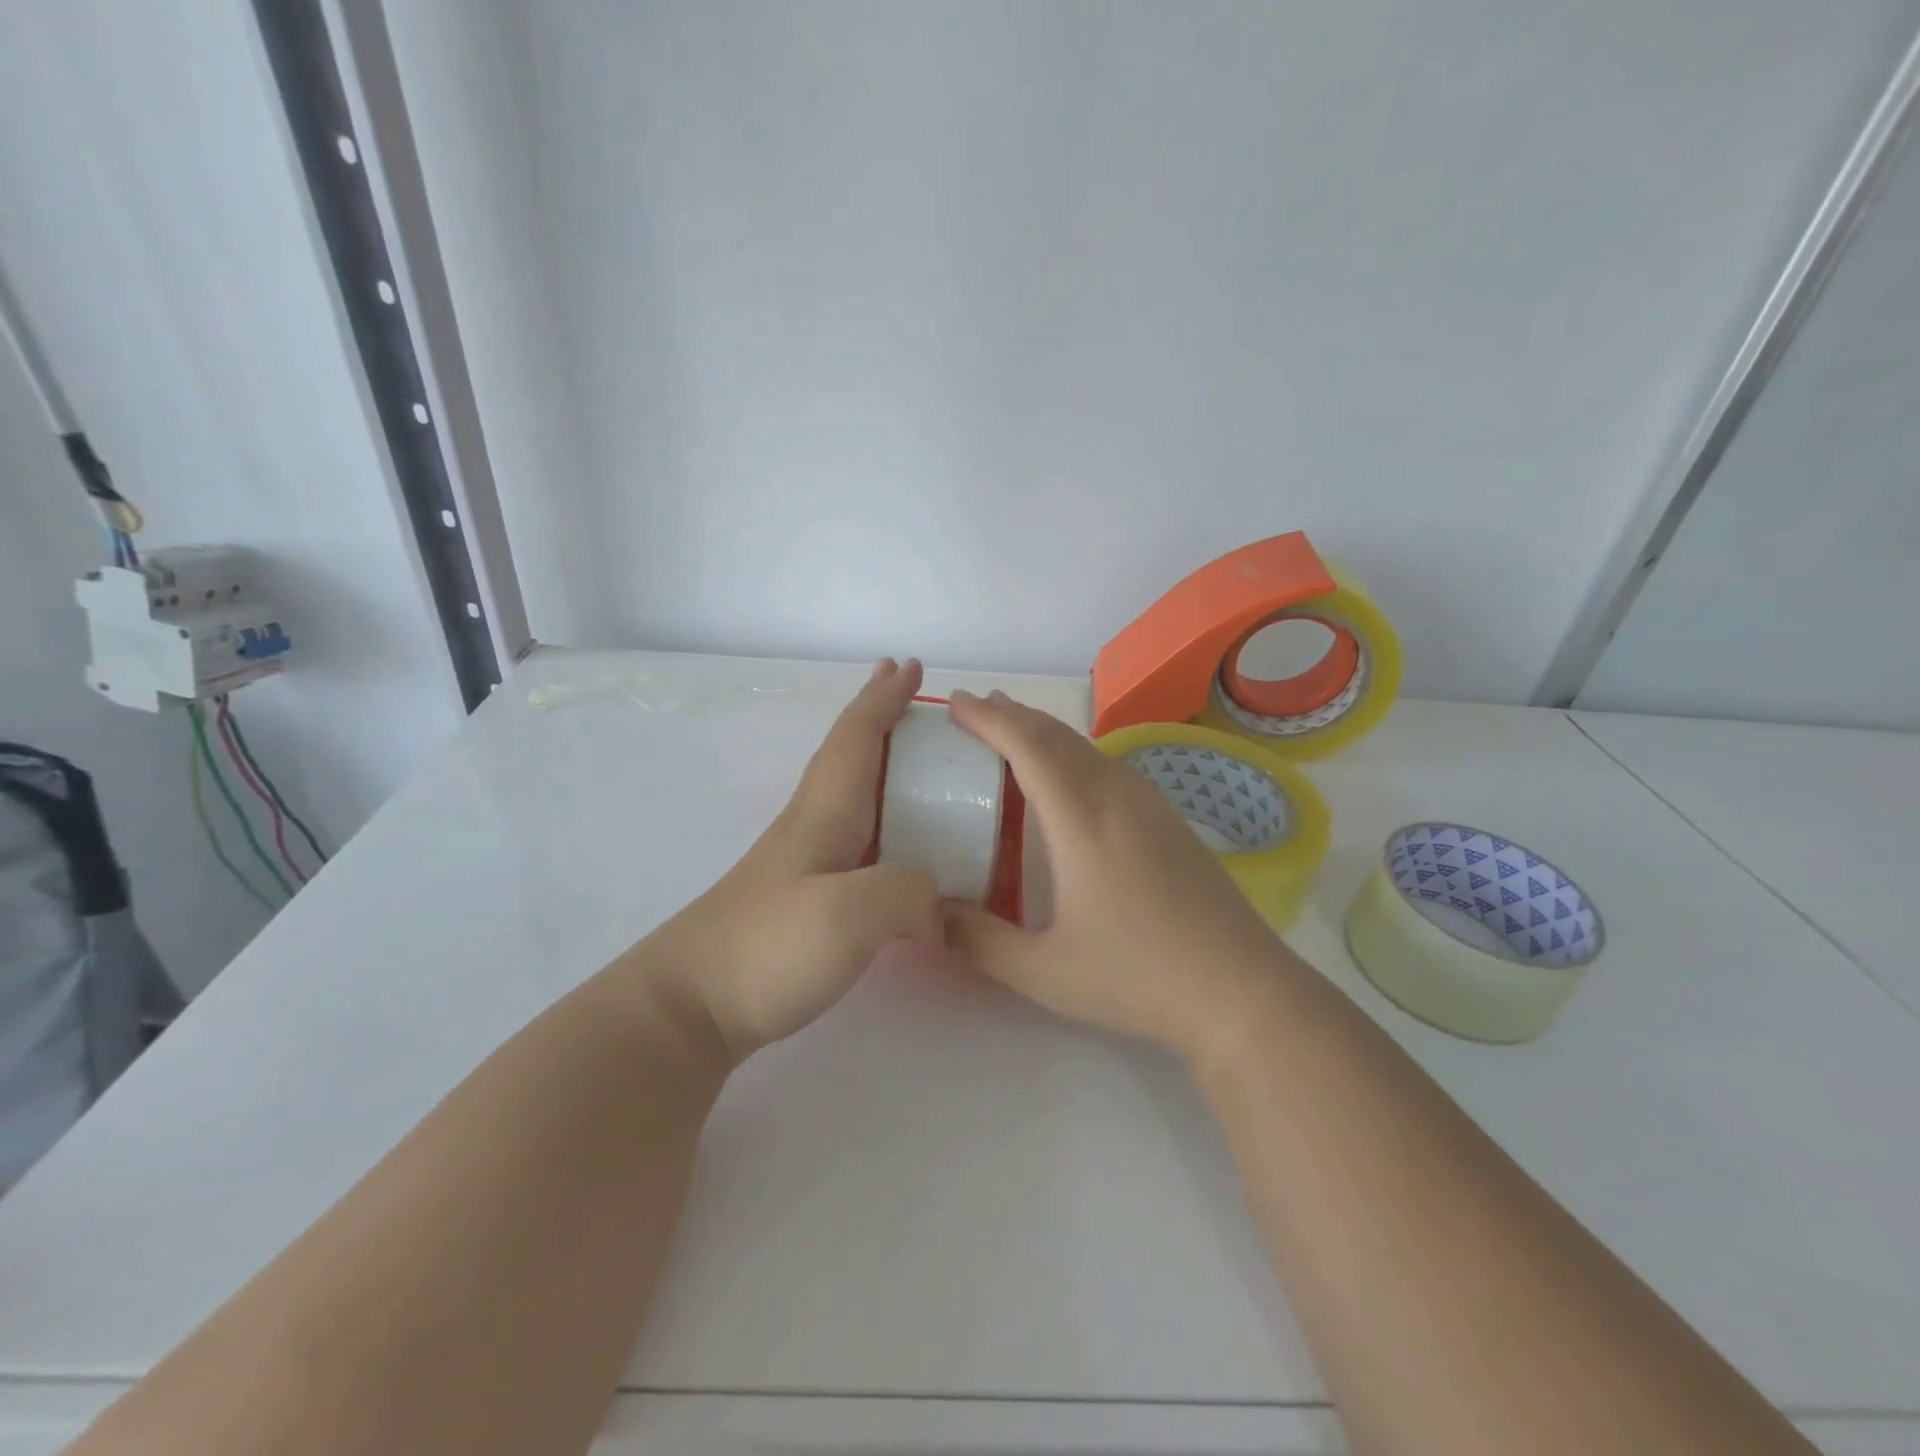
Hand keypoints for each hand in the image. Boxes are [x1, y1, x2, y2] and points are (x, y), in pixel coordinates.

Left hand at [644, 659, 940, 1062]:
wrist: (688, 1008)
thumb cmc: (766, 947)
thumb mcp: (851, 915)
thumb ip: (909, 891)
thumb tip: (935, 901)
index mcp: (824, 813)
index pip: (856, 737)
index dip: (883, 698)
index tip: (909, 665)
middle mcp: (813, 827)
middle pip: (849, 756)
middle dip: (879, 719)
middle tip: (913, 698)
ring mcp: (803, 864)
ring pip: (852, 796)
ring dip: (882, 767)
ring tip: (919, 765)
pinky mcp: (803, 900)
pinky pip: (857, 841)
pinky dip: (883, 821)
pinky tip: (897, 847)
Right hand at [942, 690, 1300, 1062]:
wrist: (1242, 991)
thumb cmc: (1137, 977)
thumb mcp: (1043, 971)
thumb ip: (978, 941)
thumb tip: (928, 913)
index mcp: (1081, 818)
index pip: (1027, 745)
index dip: (989, 718)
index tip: (957, 703)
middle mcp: (1117, 795)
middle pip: (1058, 735)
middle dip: (1014, 715)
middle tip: (977, 708)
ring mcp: (1152, 805)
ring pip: (1088, 747)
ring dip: (1046, 733)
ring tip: (1015, 733)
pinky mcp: (1172, 822)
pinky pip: (1110, 766)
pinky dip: (1075, 754)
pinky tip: (1071, 780)